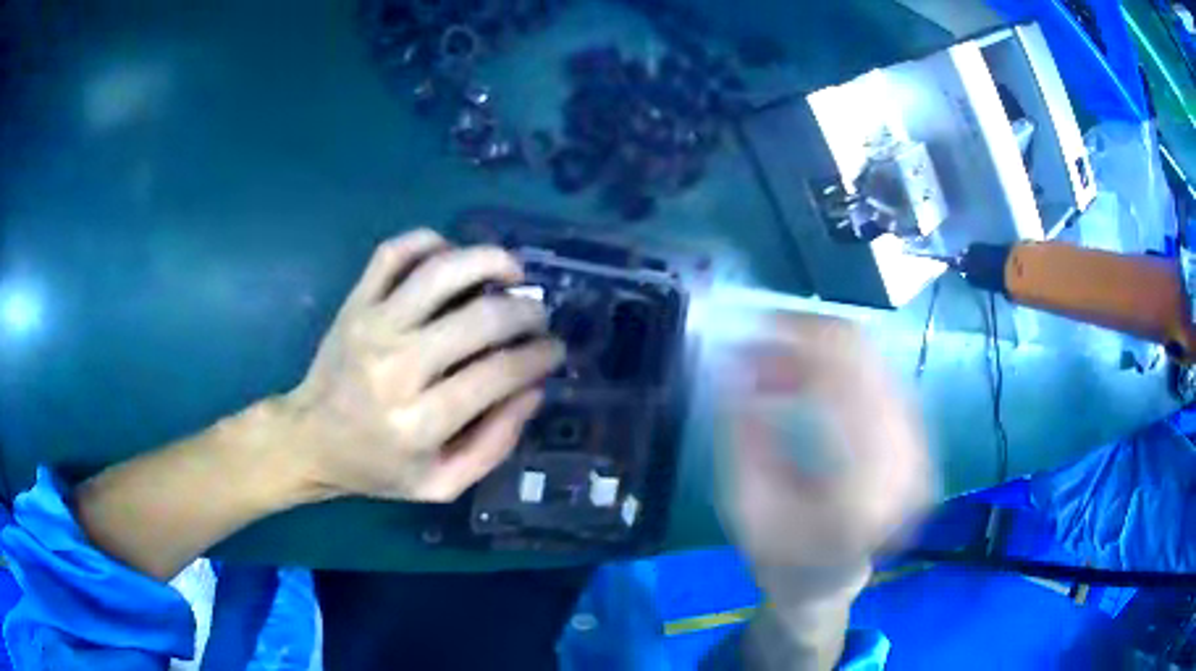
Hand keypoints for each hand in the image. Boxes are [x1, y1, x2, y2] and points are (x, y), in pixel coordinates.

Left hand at [284, 229, 563, 502]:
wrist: (310, 439)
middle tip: (539, 317)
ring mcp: (372, 326)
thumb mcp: (441, 484)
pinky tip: (452, 256)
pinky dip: (430, 241)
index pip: (498, 374)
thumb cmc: (378, 468)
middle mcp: (396, 367)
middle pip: (480, 318)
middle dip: (526, 313)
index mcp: (419, 423)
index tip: (555, 350)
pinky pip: (394, 252)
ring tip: (512, 272)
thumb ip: (494, 444)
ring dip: (489, 261)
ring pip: (440, 271)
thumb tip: (533, 389)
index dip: (539, 356)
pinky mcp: (355, 302)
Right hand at [714, 313, 932, 607]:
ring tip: (773, 367)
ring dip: (817, 350)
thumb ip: (741, 436)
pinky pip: (877, 374)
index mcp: (864, 486)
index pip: (842, 378)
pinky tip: (803, 381)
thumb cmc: (781, 556)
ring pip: (870, 356)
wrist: (830, 579)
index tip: (751, 326)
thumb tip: (734, 363)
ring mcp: (918, 443)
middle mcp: (905, 455)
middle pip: (862, 353)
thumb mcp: (745, 508)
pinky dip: (836, 367)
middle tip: (757, 340)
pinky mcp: (917, 437)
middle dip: (804, 336)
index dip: (795, 339)